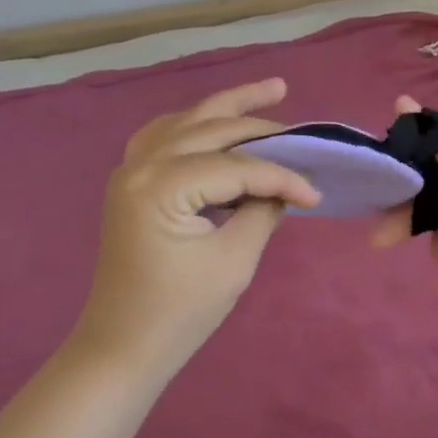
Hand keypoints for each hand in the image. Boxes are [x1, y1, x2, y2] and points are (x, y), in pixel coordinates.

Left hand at [75, 79, 318, 379]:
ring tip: (271, 90)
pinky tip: (216, 121)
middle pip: (212, 129)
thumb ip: (262, 211)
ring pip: (188, 121)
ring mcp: (130, 169)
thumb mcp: (234, 261)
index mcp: (162, 186)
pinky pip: (165, 135)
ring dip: (229, 107)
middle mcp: (141, 164)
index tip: (315, 193)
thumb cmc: (179, 313)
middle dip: (261, 127)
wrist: (122, 347)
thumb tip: (283, 186)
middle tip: (303, 130)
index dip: (281, 176)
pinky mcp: (131, 181)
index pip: (236, 166)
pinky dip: (196, 124)